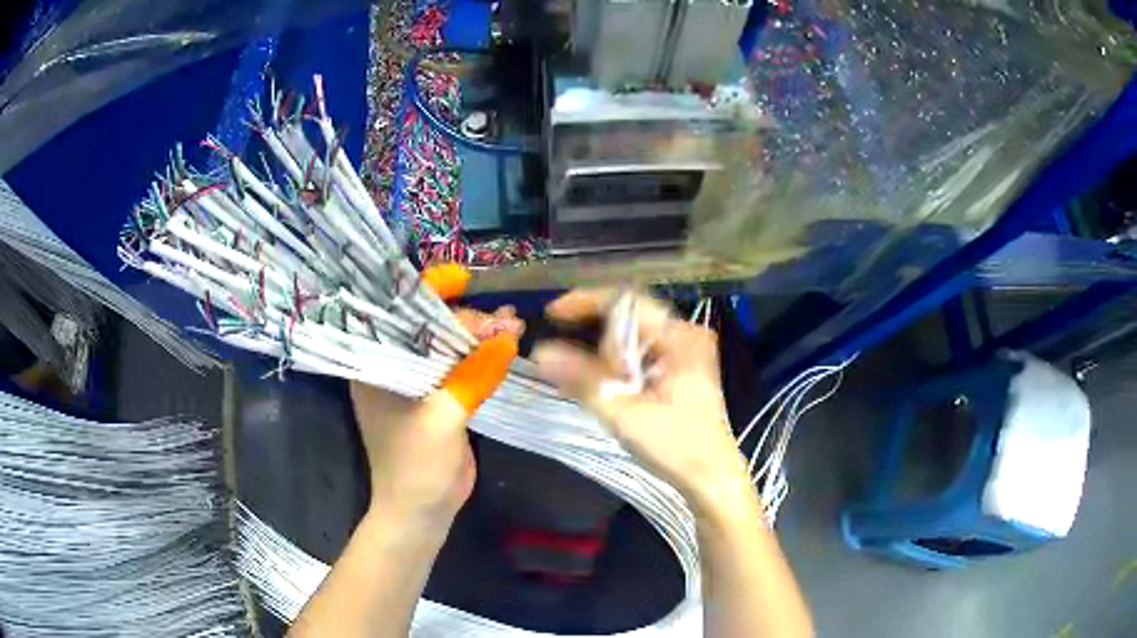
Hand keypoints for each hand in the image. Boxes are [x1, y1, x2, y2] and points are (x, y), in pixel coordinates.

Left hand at [350, 266, 522, 524]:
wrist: (423, 511)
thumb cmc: (416, 464)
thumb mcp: (442, 416)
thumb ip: (474, 374)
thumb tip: (509, 335)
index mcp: (376, 365)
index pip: (398, 313)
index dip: (428, 291)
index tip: (461, 279)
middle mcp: (393, 367)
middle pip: (429, 327)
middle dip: (467, 319)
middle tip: (504, 321)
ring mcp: (418, 383)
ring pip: (449, 346)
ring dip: (480, 335)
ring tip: (514, 326)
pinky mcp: (440, 399)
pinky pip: (462, 367)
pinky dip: (484, 356)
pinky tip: (509, 345)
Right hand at [533, 289, 749, 506]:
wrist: (711, 477)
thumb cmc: (675, 446)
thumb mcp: (623, 413)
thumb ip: (582, 379)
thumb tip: (540, 352)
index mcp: (679, 337)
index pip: (627, 301)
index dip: (586, 301)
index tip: (552, 314)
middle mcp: (685, 335)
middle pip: (628, 318)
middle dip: (595, 337)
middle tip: (573, 365)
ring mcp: (686, 351)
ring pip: (632, 337)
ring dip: (604, 354)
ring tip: (589, 382)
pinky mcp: (682, 368)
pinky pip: (641, 352)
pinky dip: (618, 364)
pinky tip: (607, 387)